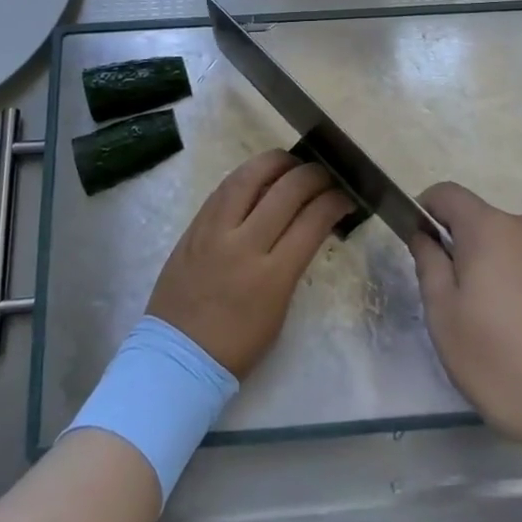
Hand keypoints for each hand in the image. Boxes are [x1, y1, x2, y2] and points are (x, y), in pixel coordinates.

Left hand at [147, 150, 349, 377]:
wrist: (177, 358)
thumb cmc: (236, 346)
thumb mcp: (279, 308)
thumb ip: (293, 262)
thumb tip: (309, 224)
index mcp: (272, 276)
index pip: (312, 220)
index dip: (334, 201)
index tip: (344, 196)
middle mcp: (243, 245)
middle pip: (286, 190)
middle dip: (314, 175)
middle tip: (325, 176)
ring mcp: (214, 231)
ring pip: (250, 176)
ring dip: (277, 162)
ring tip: (292, 163)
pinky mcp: (193, 226)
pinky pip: (224, 188)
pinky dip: (247, 175)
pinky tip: (260, 175)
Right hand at [409, 182, 521, 462]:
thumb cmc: (512, 367)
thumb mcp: (448, 324)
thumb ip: (430, 269)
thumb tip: (426, 236)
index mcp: (491, 230)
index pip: (448, 194)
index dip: (427, 210)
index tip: (422, 243)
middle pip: (489, 228)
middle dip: (473, 257)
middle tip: (471, 313)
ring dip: (512, 278)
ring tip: (518, 338)